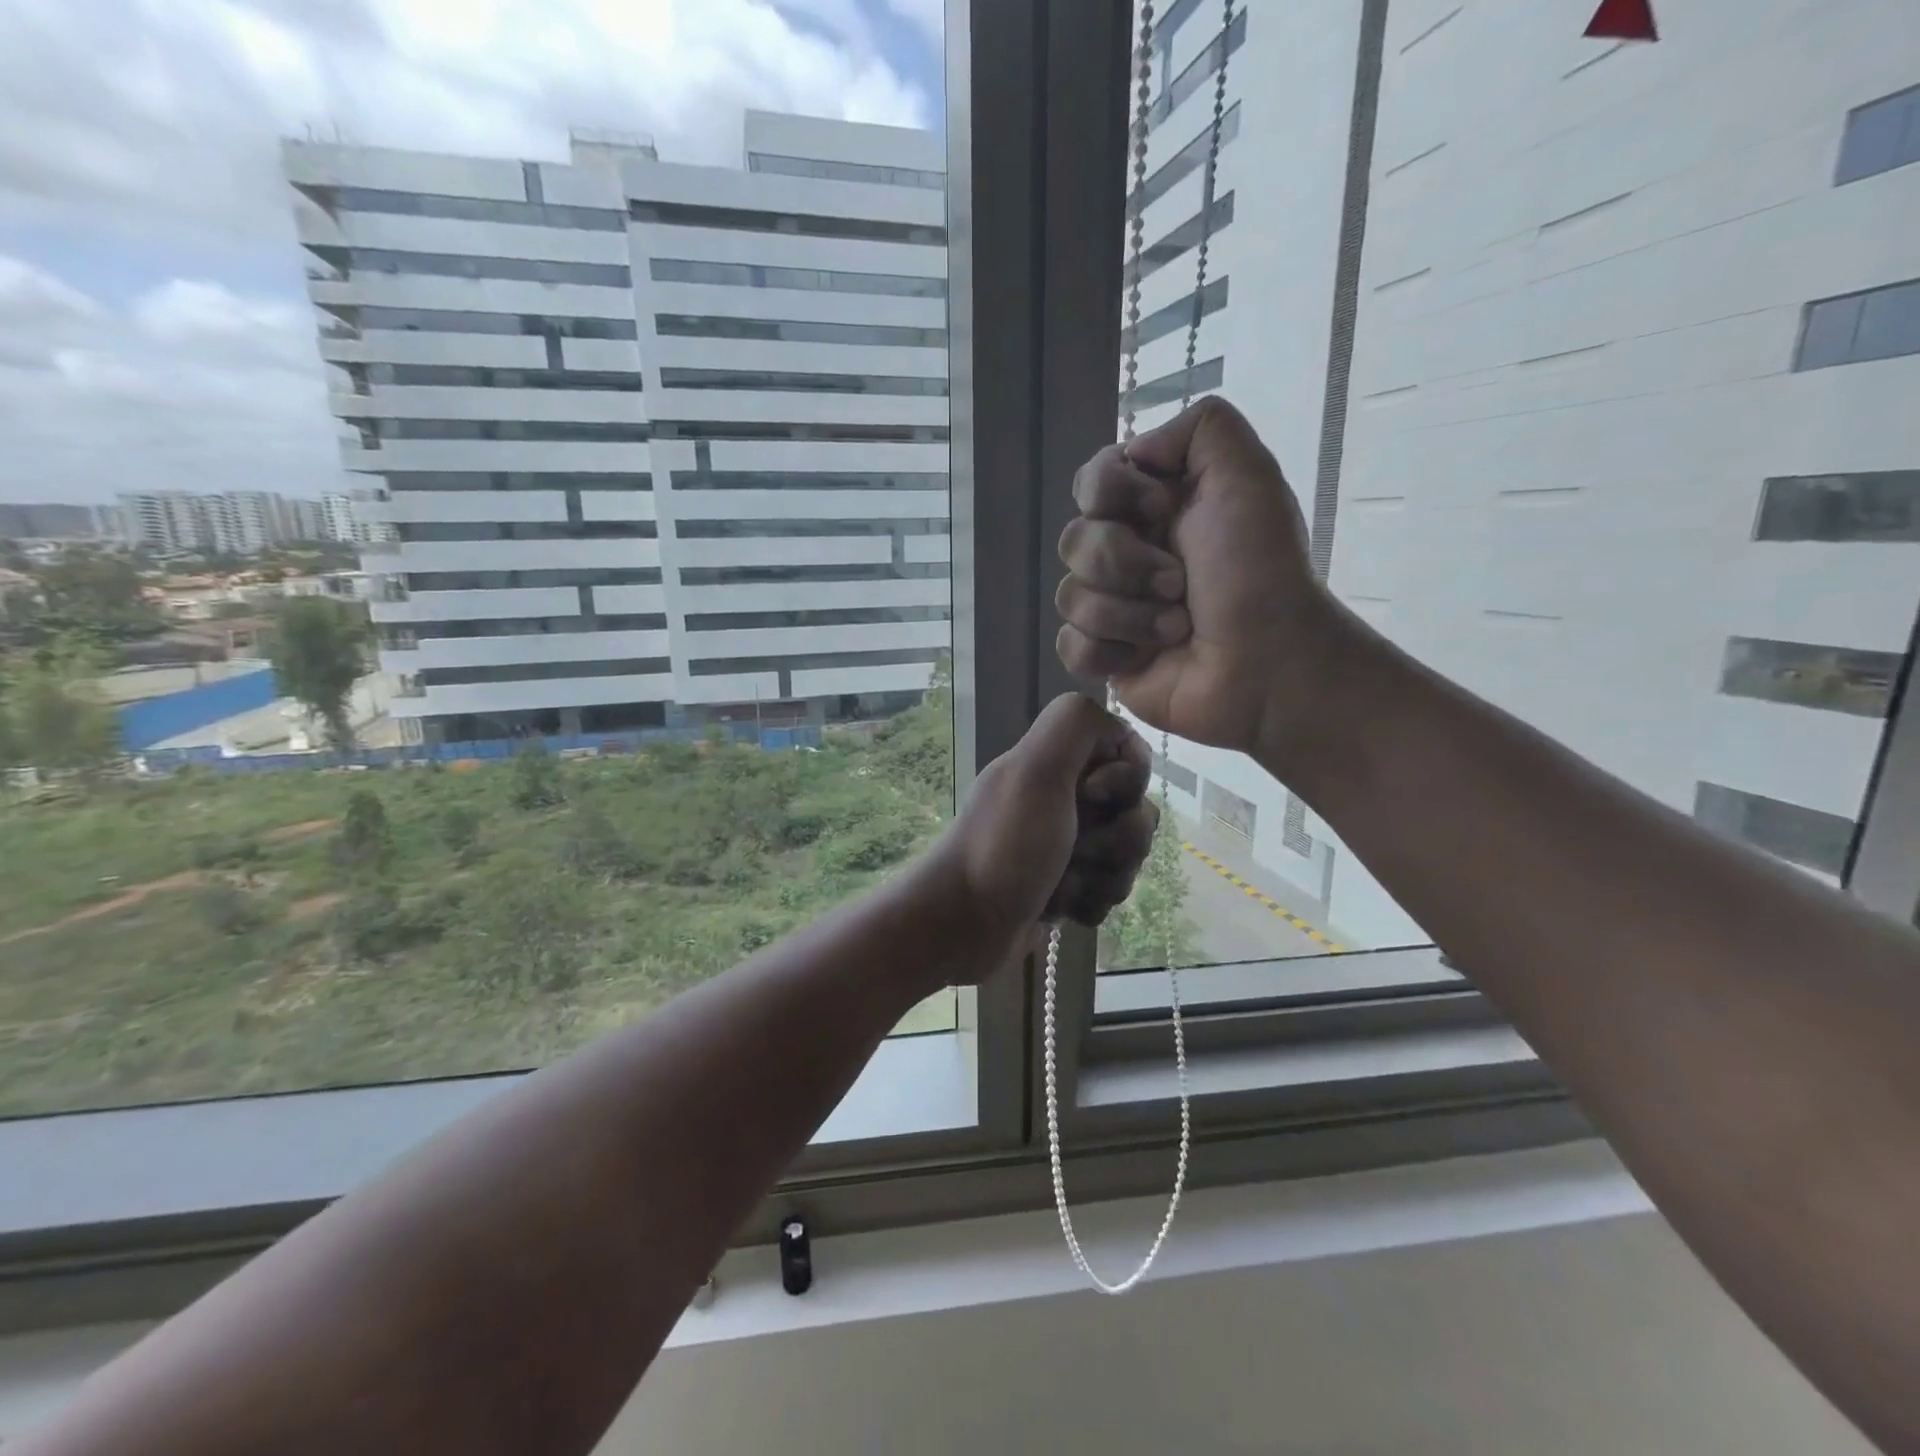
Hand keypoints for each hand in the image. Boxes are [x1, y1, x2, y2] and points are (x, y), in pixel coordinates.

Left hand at [933, 693, 1158, 969]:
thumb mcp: (1035, 771)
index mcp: (1056, 763)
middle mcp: (1063, 798)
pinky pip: (1109, 890)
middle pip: (1136, 809)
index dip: (1125, 780)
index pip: (1128, 754)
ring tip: (1063, 887)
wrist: (963, 926)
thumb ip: (1074, 725)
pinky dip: (1090, 902)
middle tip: (1077, 851)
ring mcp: (1065, 844)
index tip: (1091, 797)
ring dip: (1104, 876)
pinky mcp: (1067, 886)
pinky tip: (1062, 909)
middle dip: (1118, 840)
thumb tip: (1116, 725)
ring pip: (1127, 855)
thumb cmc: (1004, 847)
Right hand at [1056, 396, 1341, 757]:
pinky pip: (1069, 645)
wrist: (1268, 663)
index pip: (1091, 482)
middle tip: (1179, 583)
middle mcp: (1128, 553)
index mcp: (1154, 509)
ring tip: (1177, 627)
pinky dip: (1107, 652)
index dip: (1114, 494)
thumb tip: (1134, 451)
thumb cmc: (1260, 571)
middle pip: (1074, 540)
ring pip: (1070, 595)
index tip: (1165, 510)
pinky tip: (1144, 659)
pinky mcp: (1105, 656)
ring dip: (1129, 613)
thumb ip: (1202, 427)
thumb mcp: (1248, 475)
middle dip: (1126, 563)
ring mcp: (1113, 607)